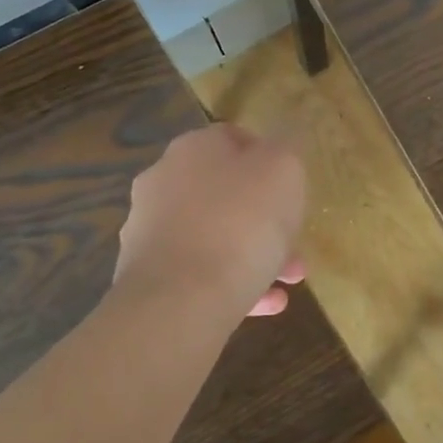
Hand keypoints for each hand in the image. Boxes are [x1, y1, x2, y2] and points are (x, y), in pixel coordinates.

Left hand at [113, 123, 306, 330]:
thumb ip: (285, 152)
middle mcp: (163, 183)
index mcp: (193, 149)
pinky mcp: (147, 278)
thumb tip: (278, 149)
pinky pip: (200, 274)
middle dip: (266, 217)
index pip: (233, 138)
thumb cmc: (241, 223)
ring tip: (289, 281)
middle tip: (296, 240)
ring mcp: (150, 232)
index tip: (292, 184)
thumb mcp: (284, 171)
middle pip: (225, 192)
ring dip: (255, 253)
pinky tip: (267, 304)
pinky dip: (234, 284)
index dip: (268, 157)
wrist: (179, 303)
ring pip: (215, 236)